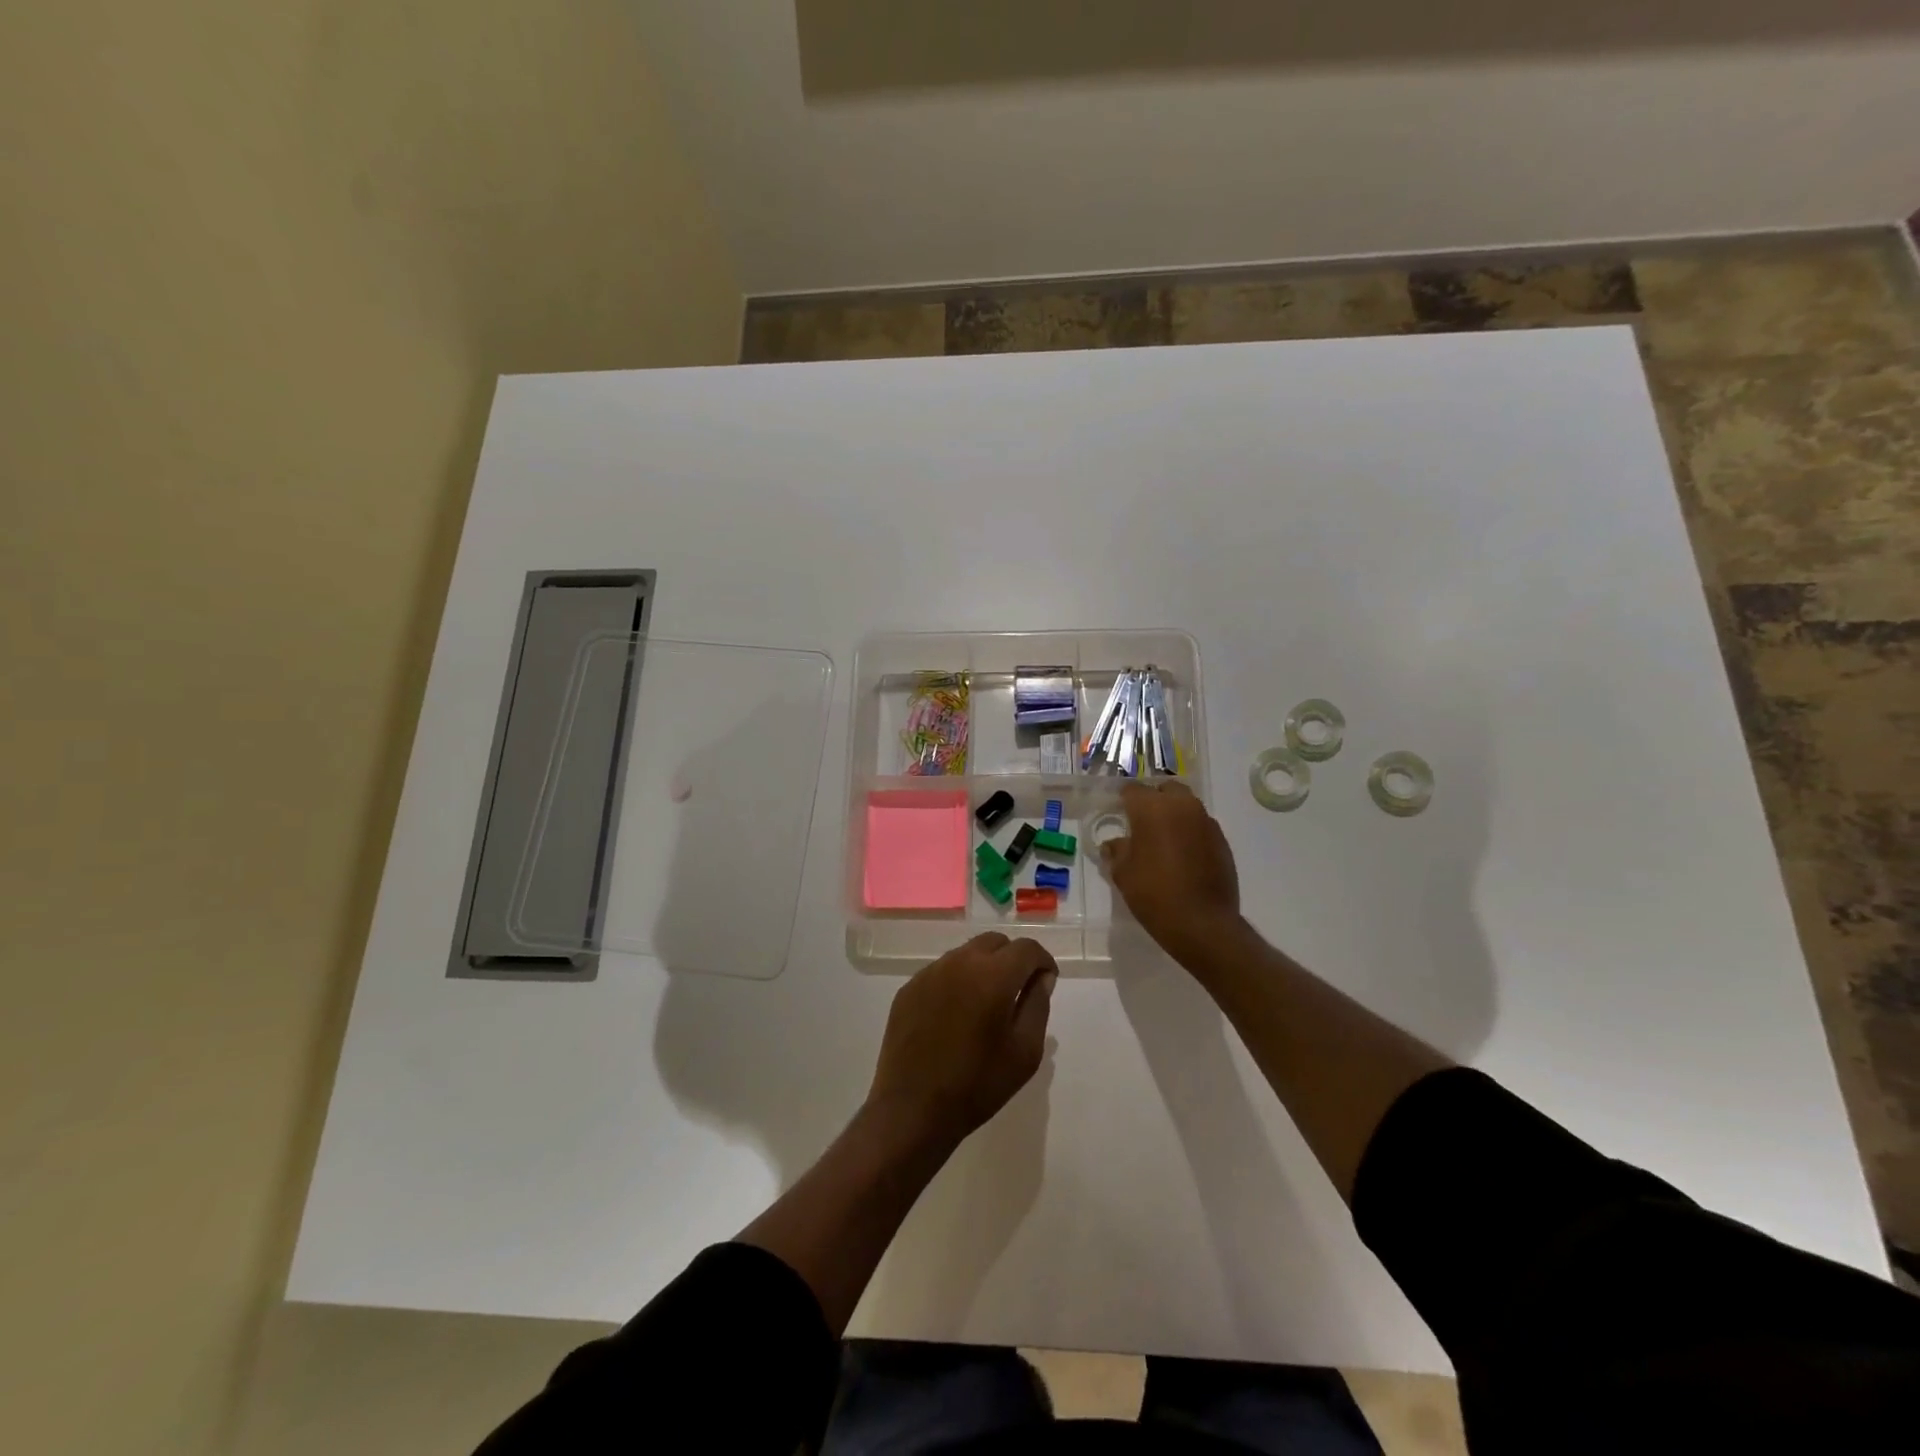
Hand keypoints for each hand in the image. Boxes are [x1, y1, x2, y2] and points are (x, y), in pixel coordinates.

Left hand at [867, 932, 1056, 1151]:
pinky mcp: (909, 988)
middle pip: (995, 943)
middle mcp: (959, 962)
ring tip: (986, 1003)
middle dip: (1013, 959)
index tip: (1046, 981)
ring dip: (984, 967)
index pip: (1026, 948)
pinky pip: (942, 971)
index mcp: (993, 975)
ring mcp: (930, 972)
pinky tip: (956, 1014)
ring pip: (966, 953)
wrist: (913, 1109)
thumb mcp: (1025, 1051)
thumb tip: (1041, 977)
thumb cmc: (978, 1084)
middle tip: (1018, 991)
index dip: (1042, 961)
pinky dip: (957, 981)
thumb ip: (1038, 1004)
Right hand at [1100, 781, 1242, 963]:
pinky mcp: (1222, 841)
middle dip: (1153, 800)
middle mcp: (1182, 806)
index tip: (1117, 813)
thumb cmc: (1153, 893)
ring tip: (1162, 840)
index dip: (1123, 800)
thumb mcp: (1123, 873)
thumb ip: (1117, 850)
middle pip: (1165, 789)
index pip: (1132, 789)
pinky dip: (1190, 833)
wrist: (1202, 923)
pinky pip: (1200, 826)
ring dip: (1174, 816)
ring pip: (1186, 806)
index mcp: (1152, 808)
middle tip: (1141, 823)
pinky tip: (1182, 856)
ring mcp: (1206, 822)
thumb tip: (1114, 843)